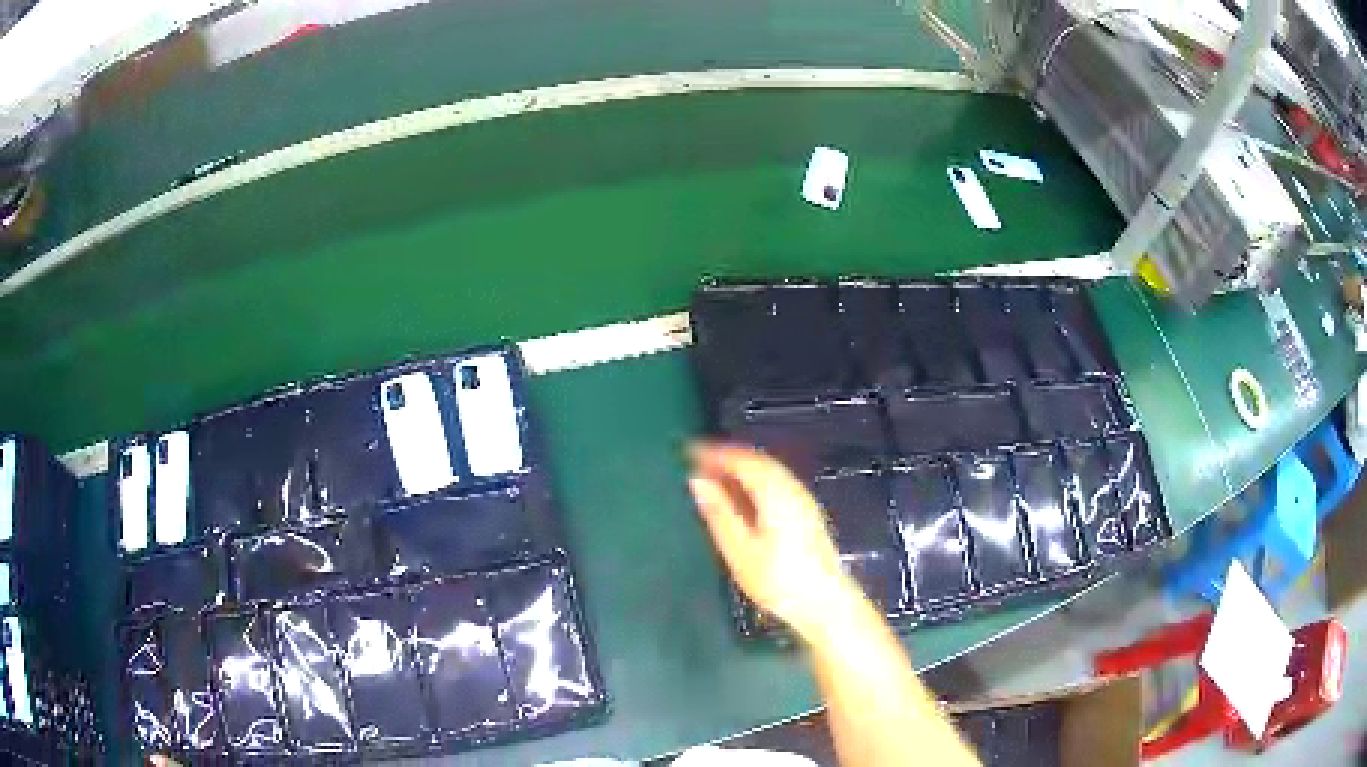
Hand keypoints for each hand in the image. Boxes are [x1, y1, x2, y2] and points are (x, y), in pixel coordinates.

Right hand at [688, 443, 857, 639]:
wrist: (826, 604)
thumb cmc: (779, 581)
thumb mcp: (740, 551)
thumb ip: (719, 513)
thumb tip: (697, 481)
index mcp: (775, 493)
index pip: (742, 460)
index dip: (716, 453)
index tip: (690, 452)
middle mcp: (792, 489)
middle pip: (759, 462)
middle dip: (729, 459)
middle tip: (699, 462)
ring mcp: (804, 501)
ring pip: (770, 472)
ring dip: (742, 469)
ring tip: (715, 478)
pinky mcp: (808, 515)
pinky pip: (777, 484)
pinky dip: (755, 482)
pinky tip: (743, 498)